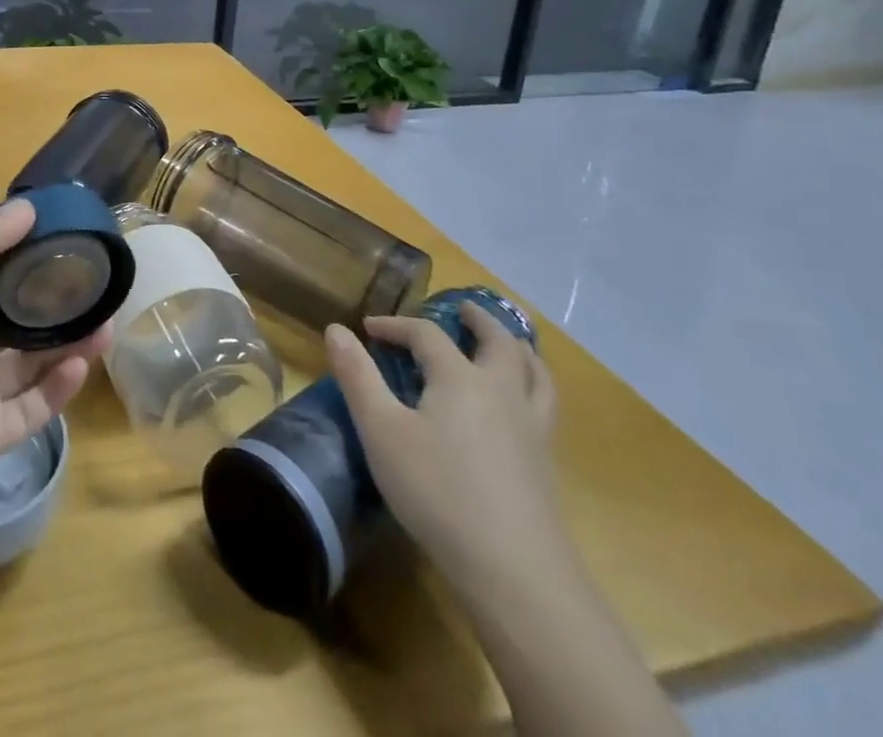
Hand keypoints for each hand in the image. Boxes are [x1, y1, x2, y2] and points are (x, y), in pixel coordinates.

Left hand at [0, 200, 110, 563]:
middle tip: (93, 281)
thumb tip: (26, 207)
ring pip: (27, 363)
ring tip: (105, 319)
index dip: (17, 253)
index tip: (59, 234)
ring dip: (65, 342)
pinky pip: (29, 409)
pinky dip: (57, 388)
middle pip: (10, 320)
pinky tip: (82, 364)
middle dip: (50, 301)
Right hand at [325, 303, 562, 584]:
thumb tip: (336, 329)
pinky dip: (533, 386)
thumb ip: (357, 377)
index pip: (426, 334)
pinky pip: (544, 406)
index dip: (396, 325)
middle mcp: (502, 391)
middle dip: (478, 320)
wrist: (515, 572)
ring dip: (517, 349)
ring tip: (507, 345)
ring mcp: (531, 428)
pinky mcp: (546, 465)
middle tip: (462, 309)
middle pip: (499, 341)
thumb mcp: (381, 431)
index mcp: (460, 378)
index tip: (369, 329)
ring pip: (535, 373)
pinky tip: (519, 406)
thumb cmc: (438, 492)